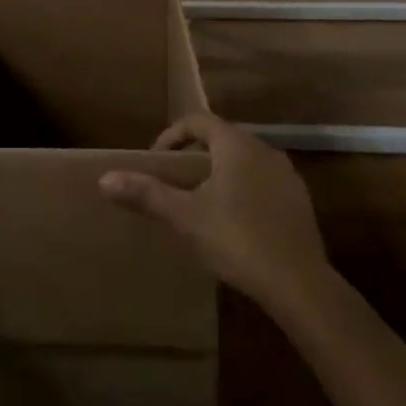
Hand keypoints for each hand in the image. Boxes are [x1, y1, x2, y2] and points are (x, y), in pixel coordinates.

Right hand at [100, 112, 331, 313]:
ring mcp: (287, 175)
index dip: (172, 136)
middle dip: (194, 155)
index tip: (156, 160)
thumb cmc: (238, 239)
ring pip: (244, 161)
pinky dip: (243, 191)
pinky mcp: (300, 202)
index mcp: (236, 144)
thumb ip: (147, 194)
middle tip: (174, 181)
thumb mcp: (185, 217)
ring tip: (201, 202)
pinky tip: (235, 223)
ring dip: (220, 173)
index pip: (198, 121)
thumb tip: (105, 178)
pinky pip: (263, 183)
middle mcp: (264, 149)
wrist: (300, 284)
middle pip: (222, 138)